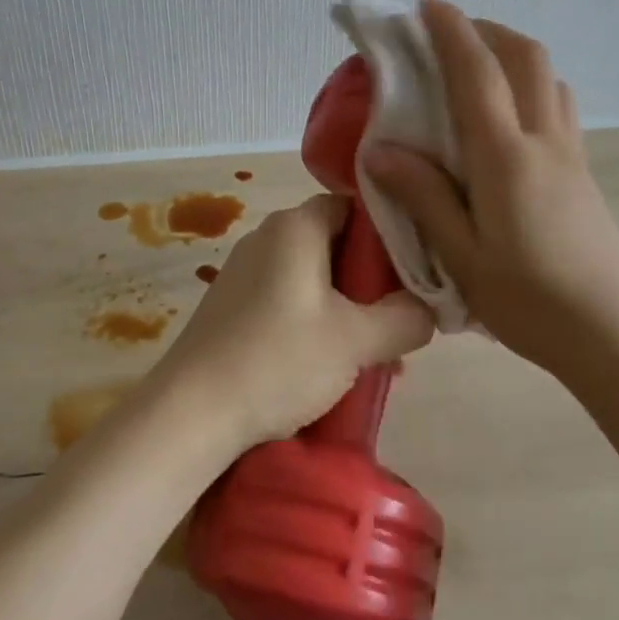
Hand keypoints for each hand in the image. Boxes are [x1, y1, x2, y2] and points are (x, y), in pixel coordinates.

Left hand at [152, 195, 435, 450]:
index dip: (389, 234)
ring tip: (372, 355)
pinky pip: (287, 301)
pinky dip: (314, 323)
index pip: (354, 206)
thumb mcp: (357, 341)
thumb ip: (406, 317)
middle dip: (371, 282)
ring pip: (313, 278)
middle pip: (335, 244)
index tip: (413, 272)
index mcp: (296, 226)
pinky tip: (328, 366)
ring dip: (346, 309)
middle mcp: (266, 237)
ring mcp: (243, 272)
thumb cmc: (279, 360)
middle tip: (398, 320)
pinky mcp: (230, 306)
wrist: (191, 413)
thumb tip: (427, 309)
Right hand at [365, 0, 618, 391]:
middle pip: (524, 57)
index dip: (452, 31)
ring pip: (548, 77)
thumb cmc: (530, 302)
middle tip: (448, 32)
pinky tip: (508, 113)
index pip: (477, 73)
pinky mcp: (583, 172)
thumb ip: (424, 196)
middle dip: (486, 29)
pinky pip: (559, 104)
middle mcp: (544, 141)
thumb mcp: (463, 257)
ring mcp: (571, 154)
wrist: (614, 336)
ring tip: (476, 65)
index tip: (427, 3)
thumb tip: (381, 149)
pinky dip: (530, 83)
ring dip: (512, 53)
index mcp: (506, 158)